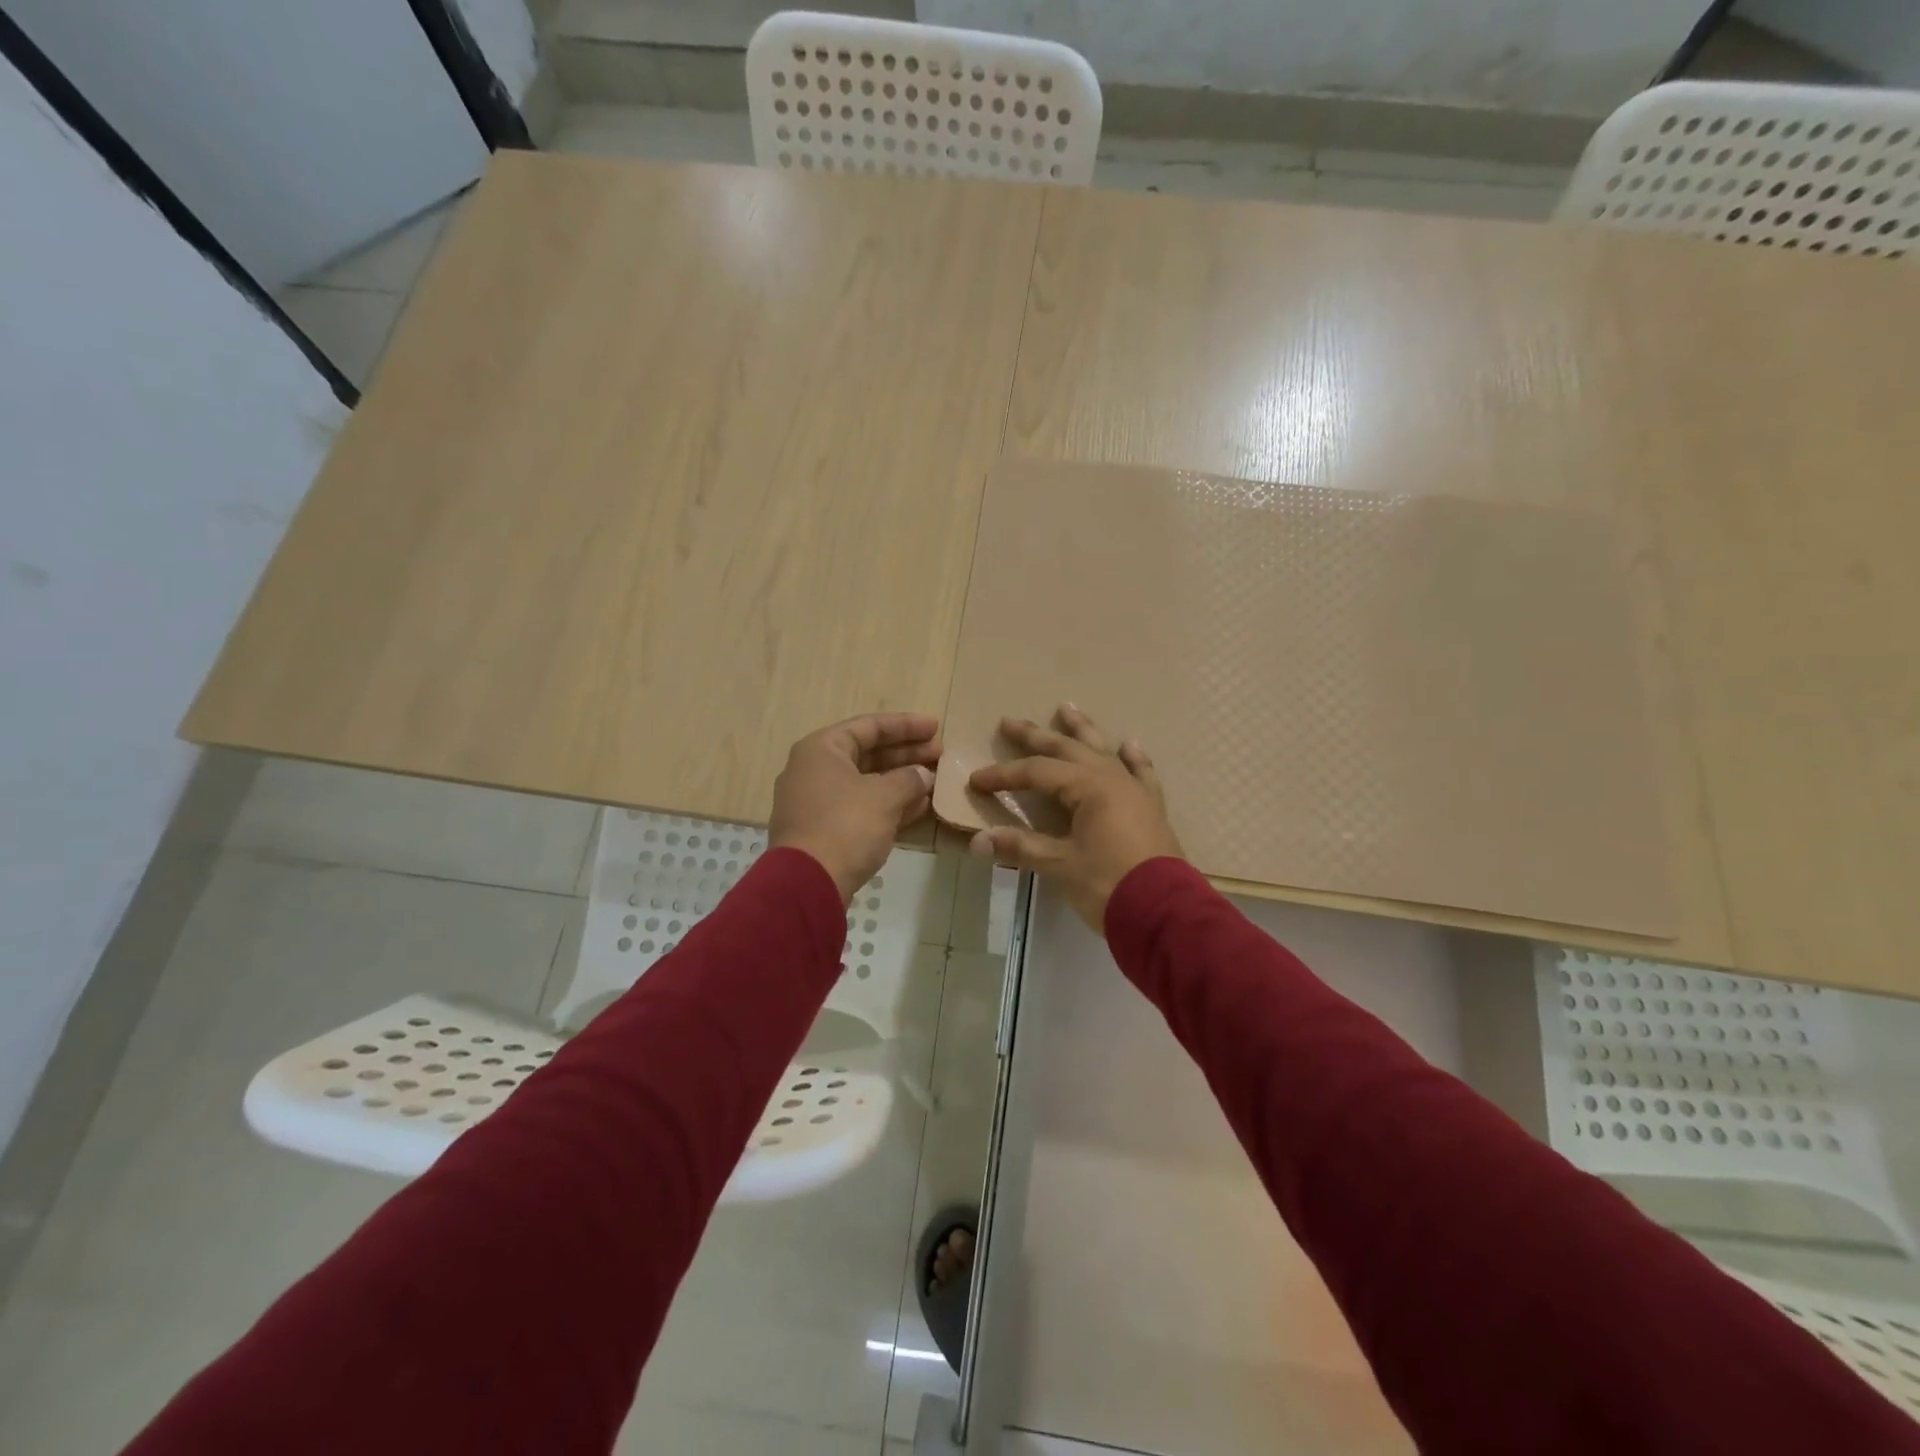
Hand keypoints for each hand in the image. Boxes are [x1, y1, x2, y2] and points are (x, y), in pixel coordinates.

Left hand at [769, 712, 942, 902]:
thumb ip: (909, 779)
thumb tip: (923, 775)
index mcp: (821, 749)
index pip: (868, 726)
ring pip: (866, 782)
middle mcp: (814, 769)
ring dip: (901, 780)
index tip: (935, 727)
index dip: (905, 726)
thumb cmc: (846, 826)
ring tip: (935, 779)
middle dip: (906, 753)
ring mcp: (817, 802)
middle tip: (940, 754)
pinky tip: (920, 807)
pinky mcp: (824, 830)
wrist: (808, 883)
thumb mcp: (884, 797)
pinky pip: (861, 807)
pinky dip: (889, 804)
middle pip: (867, 753)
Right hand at [968, 705, 1183, 931]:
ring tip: (1067, 707)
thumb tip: (977, 842)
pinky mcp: (1151, 808)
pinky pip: (1141, 773)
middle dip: (1035, 736)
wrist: (1166, 914)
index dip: (1005, 775)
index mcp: (1089, 788)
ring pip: (1103, 751)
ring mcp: (1135, 791)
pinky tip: (1129, 744)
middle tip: (1009, 721)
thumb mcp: (1061, 866)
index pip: (1037, 772)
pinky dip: (1133, 758)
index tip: (977, 780)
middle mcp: (1112, 779)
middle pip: (1067, 749)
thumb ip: (1021, 848)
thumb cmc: (1110, 885)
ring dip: (1082, 730)